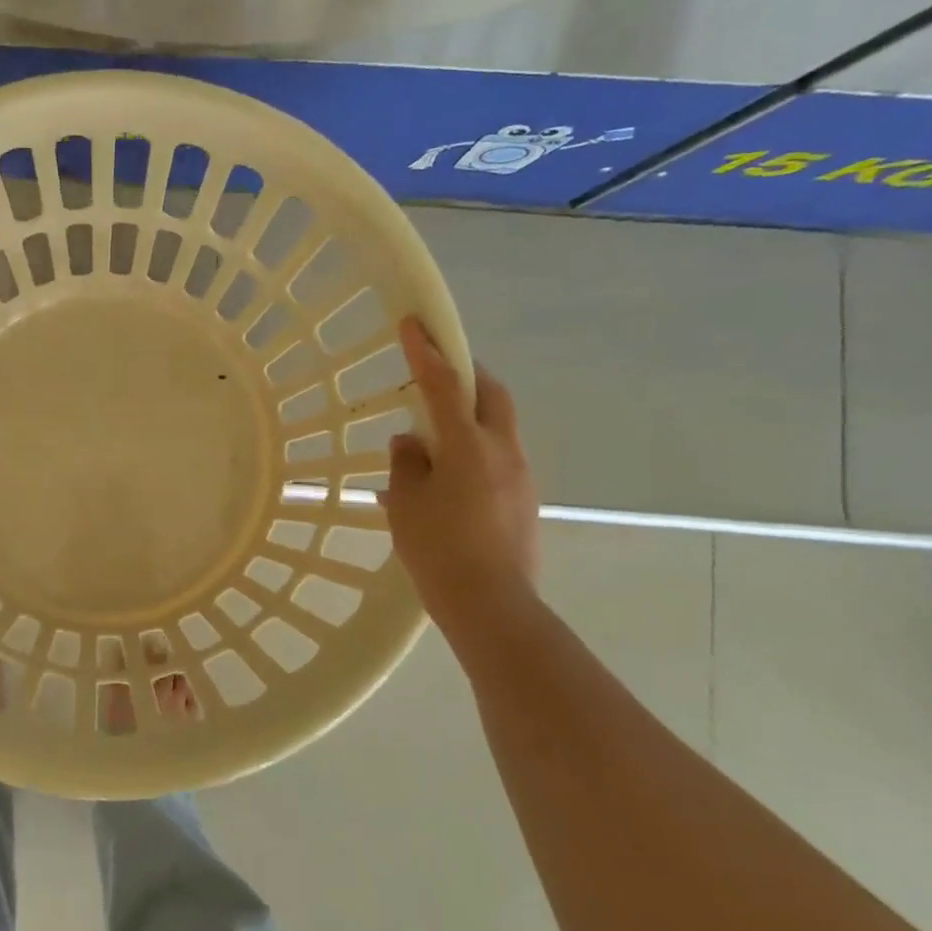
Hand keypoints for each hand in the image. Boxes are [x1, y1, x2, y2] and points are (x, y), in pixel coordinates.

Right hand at [381, 318, 539, 626]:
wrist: (493, 606)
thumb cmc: (439, 551)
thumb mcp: (406, 504)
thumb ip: (406, 465)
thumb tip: (410, 443)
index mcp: (468, 446)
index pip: (445, 385)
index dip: (427, 352)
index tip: (413, 323)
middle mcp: (502, 451)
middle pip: (490, 394)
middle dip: (466, 373)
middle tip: (437, 372)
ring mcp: (520, 475)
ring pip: (497, 425)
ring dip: (470, 415)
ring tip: (434, 436)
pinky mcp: (525, 499)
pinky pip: (498, 456)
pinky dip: (474, 449)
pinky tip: (448, 477)